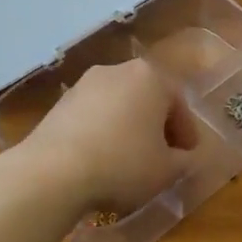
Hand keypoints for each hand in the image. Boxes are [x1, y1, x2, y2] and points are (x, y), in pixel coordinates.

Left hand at [15, 59, 195, 212]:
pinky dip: (103, 132)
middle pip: (148, 98)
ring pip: (119, 105)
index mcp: (151, 77)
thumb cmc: (123, 164)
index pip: (179, 103)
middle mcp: (118, 70)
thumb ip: (184, 161)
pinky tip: (101, 159)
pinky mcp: (60, 102)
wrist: (52, 172)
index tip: (188, 155)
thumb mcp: (166, 170)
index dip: (187, 132)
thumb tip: (185, 157)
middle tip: (162, 155)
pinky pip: (93, 115)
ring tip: (129, 160)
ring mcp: (85, 83)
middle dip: (157, 126)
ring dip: (128, 127)